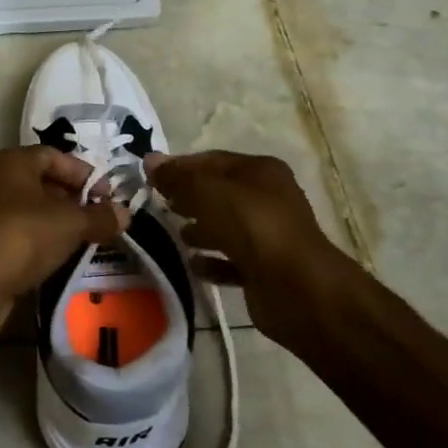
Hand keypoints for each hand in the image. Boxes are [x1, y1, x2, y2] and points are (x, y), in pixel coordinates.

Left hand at [0, 146, 128, 340]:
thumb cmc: (21, 237)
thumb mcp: (69, 224)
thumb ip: (99, 216)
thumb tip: (125, 213)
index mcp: (11, 161)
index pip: (54, 155)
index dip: (84, 173)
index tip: (108, 196)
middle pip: (41, 181)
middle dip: (73, 198)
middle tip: (100, 219)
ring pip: (29, 209)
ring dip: (57, 222)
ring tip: (84, 239)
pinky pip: (17, 232)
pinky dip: (39, 240)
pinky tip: (57, 257)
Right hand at [146, 150, 366, 353]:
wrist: (297, 288)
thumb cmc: (252, 226)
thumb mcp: (208, 192)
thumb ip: (178, 177)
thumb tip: (150, 161)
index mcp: (260, 171)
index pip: (212, 160)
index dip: (180, 166)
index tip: (150, 177)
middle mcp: (268, 198)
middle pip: (219, 192)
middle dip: (189, 197)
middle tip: (160, 204)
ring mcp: (268, 235)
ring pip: (226, 226)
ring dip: (200, 229)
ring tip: (176, 235)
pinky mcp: (265, 269)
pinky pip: (232, 260)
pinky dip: (212, 261)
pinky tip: (194, 265)